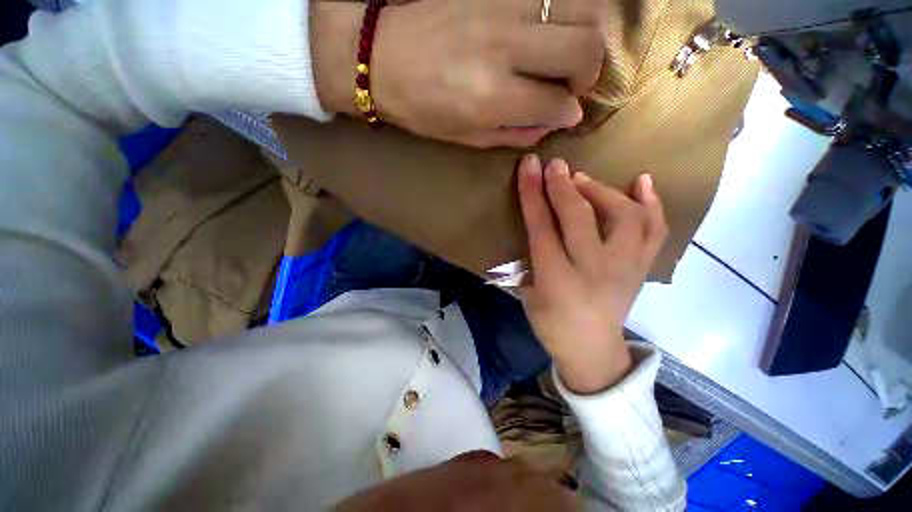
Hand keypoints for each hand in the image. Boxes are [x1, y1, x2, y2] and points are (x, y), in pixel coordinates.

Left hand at [310, 0, 605, 147]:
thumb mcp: (466, 138)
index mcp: (492, 97)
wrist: (381, 57)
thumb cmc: (421, 109)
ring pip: (581, 7)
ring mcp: (502, 7)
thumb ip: (513, 134)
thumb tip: (550, 126)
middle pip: (584, 47)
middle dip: (590, 73)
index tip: (568, 116)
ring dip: (586, 36)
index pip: (557, 103)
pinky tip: (549, 31)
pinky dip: (563, 13)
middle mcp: (505, 48)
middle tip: (573, 85)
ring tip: (567, 56)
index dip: (569, 114)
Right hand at [517, 154, 667, 393]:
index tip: (529, 167)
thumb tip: (536, 222)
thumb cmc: (551, 324)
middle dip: (563, 185)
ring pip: (623, 216)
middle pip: (580, 217)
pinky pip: (655, 229)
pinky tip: (642, 181)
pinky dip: (652, 202)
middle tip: (554, 165)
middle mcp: (594, 270)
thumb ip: (531, 257)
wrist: (592, 350)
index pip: (542, 227)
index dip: (533, 194)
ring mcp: (626, 268)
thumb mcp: (528, 293)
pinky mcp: (642, 268)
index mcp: (557, 280)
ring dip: (601, 190)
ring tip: (584, 180)